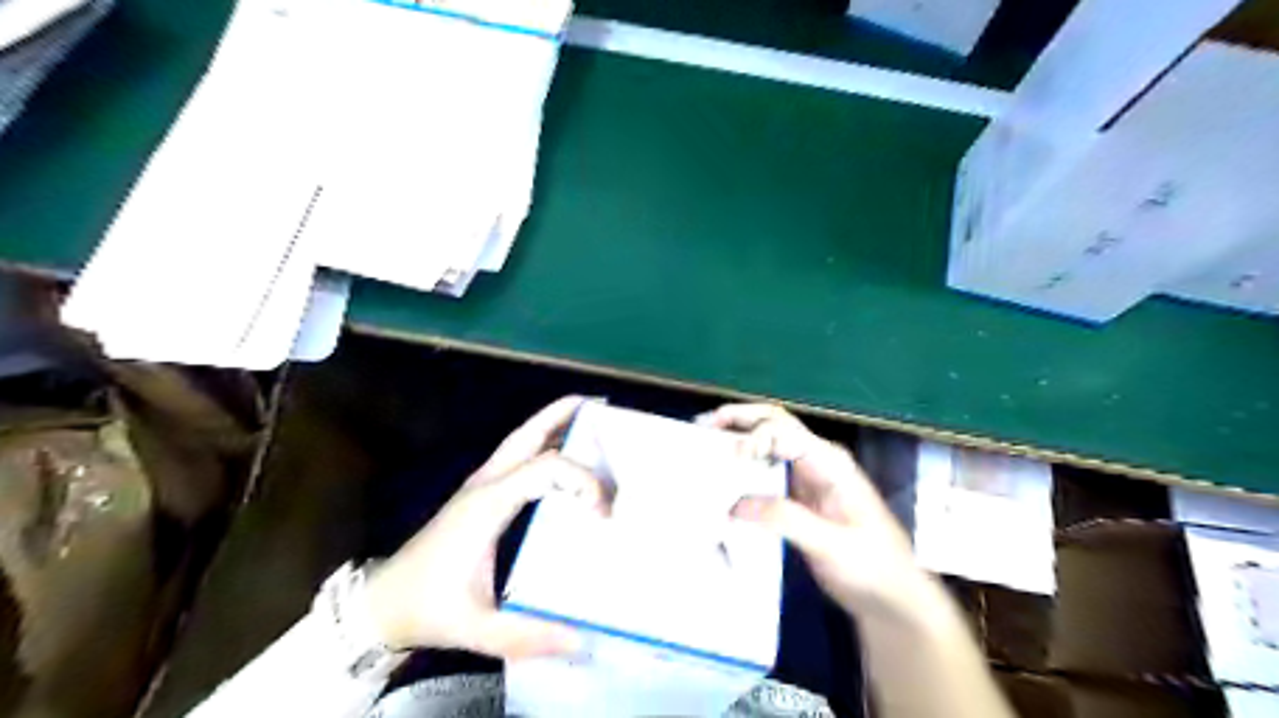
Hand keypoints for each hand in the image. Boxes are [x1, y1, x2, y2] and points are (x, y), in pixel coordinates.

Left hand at [365, 394, 604, 658]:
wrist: (382, 602)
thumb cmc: (429, 607)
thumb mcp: (477, 627)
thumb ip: (527, 636)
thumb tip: (582, 640)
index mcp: (489, 503)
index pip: (546, 468)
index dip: (583, 481)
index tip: (604, 515)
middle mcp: (486, 484)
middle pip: (527, 434)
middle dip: (562, 414)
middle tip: (599, 407)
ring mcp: (480, 485)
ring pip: (520, 440)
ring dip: (552, 424)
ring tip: (586, 418)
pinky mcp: (479, 495)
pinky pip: (516, 457)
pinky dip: (541, 445)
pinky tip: (560, 459)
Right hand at [698, 404, 936, 616]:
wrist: (892, 596)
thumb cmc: (872, 567)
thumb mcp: (832, 546)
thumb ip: (788, 520)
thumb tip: (737, 504)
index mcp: (830, 463)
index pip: (785, 432)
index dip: (754, 437)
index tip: (731, 458)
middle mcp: (817, 459)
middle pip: (775, 423)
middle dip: (740, 418)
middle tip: (703, 424)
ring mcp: (807, 475)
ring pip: (769, 441)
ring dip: (739, 435)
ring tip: (705, 440)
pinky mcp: (799, 494)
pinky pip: (767, 469)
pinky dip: (744, 464)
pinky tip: (725, 474)